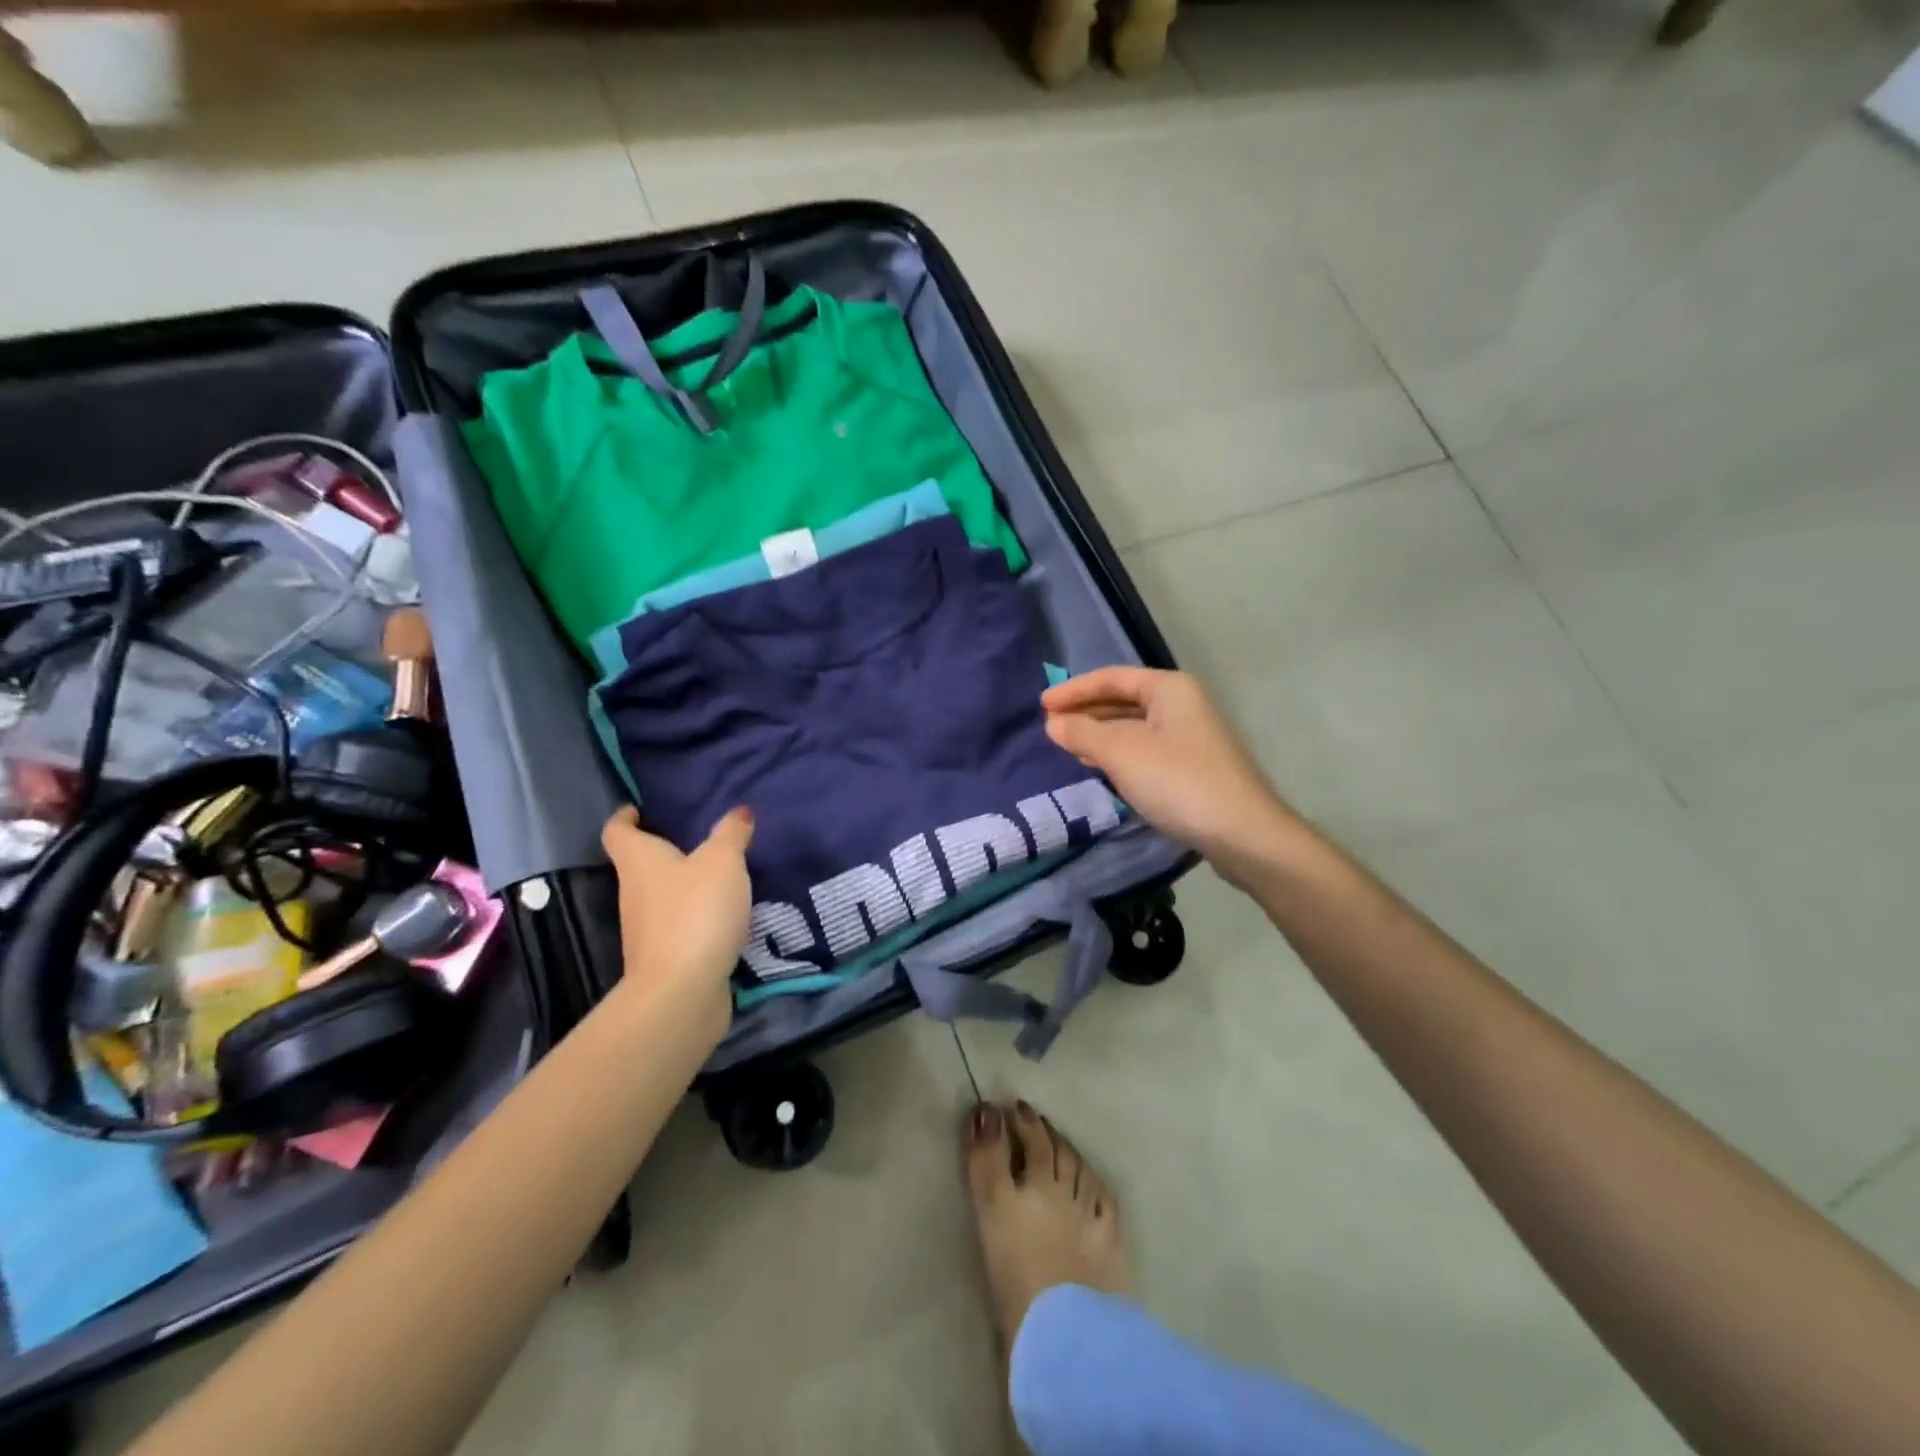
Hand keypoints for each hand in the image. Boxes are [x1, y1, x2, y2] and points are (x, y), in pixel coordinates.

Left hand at [600, 806, 754, 1034]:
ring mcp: (646, 929)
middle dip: (665, 851)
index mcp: (639, 862)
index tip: (640, 809)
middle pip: (641, 865)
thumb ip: (731, 834)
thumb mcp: (723, 862)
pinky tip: (726, 914)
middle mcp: (634, 893)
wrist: (682, 991)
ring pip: (662, 896)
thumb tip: (738, 811)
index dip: (626, 817)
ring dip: (685, 886)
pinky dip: (698, 916)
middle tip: (700, 839)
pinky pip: (680, 925)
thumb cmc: (695, 912)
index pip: (617, 831)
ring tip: (722, 875)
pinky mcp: (666, 957)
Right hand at [1042, 667, 1296, 874]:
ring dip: (1100, 733)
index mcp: (1168, 688)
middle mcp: (1182, 704)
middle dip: (1086, 711)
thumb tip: (1053, 723)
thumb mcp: (1121, 754)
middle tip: (1050, 726)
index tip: (1041, 705)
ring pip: (1134, 726)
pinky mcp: (1192, 766)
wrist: (1243, 834)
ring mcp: (1190, 736)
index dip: (1073, 690)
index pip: (1111, 678)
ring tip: (1068, 745)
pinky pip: (1145, 749)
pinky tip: (1101, 767)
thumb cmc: (1178, 782)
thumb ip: (1083, 733)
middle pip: (1123, 699)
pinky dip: (1118, 753)